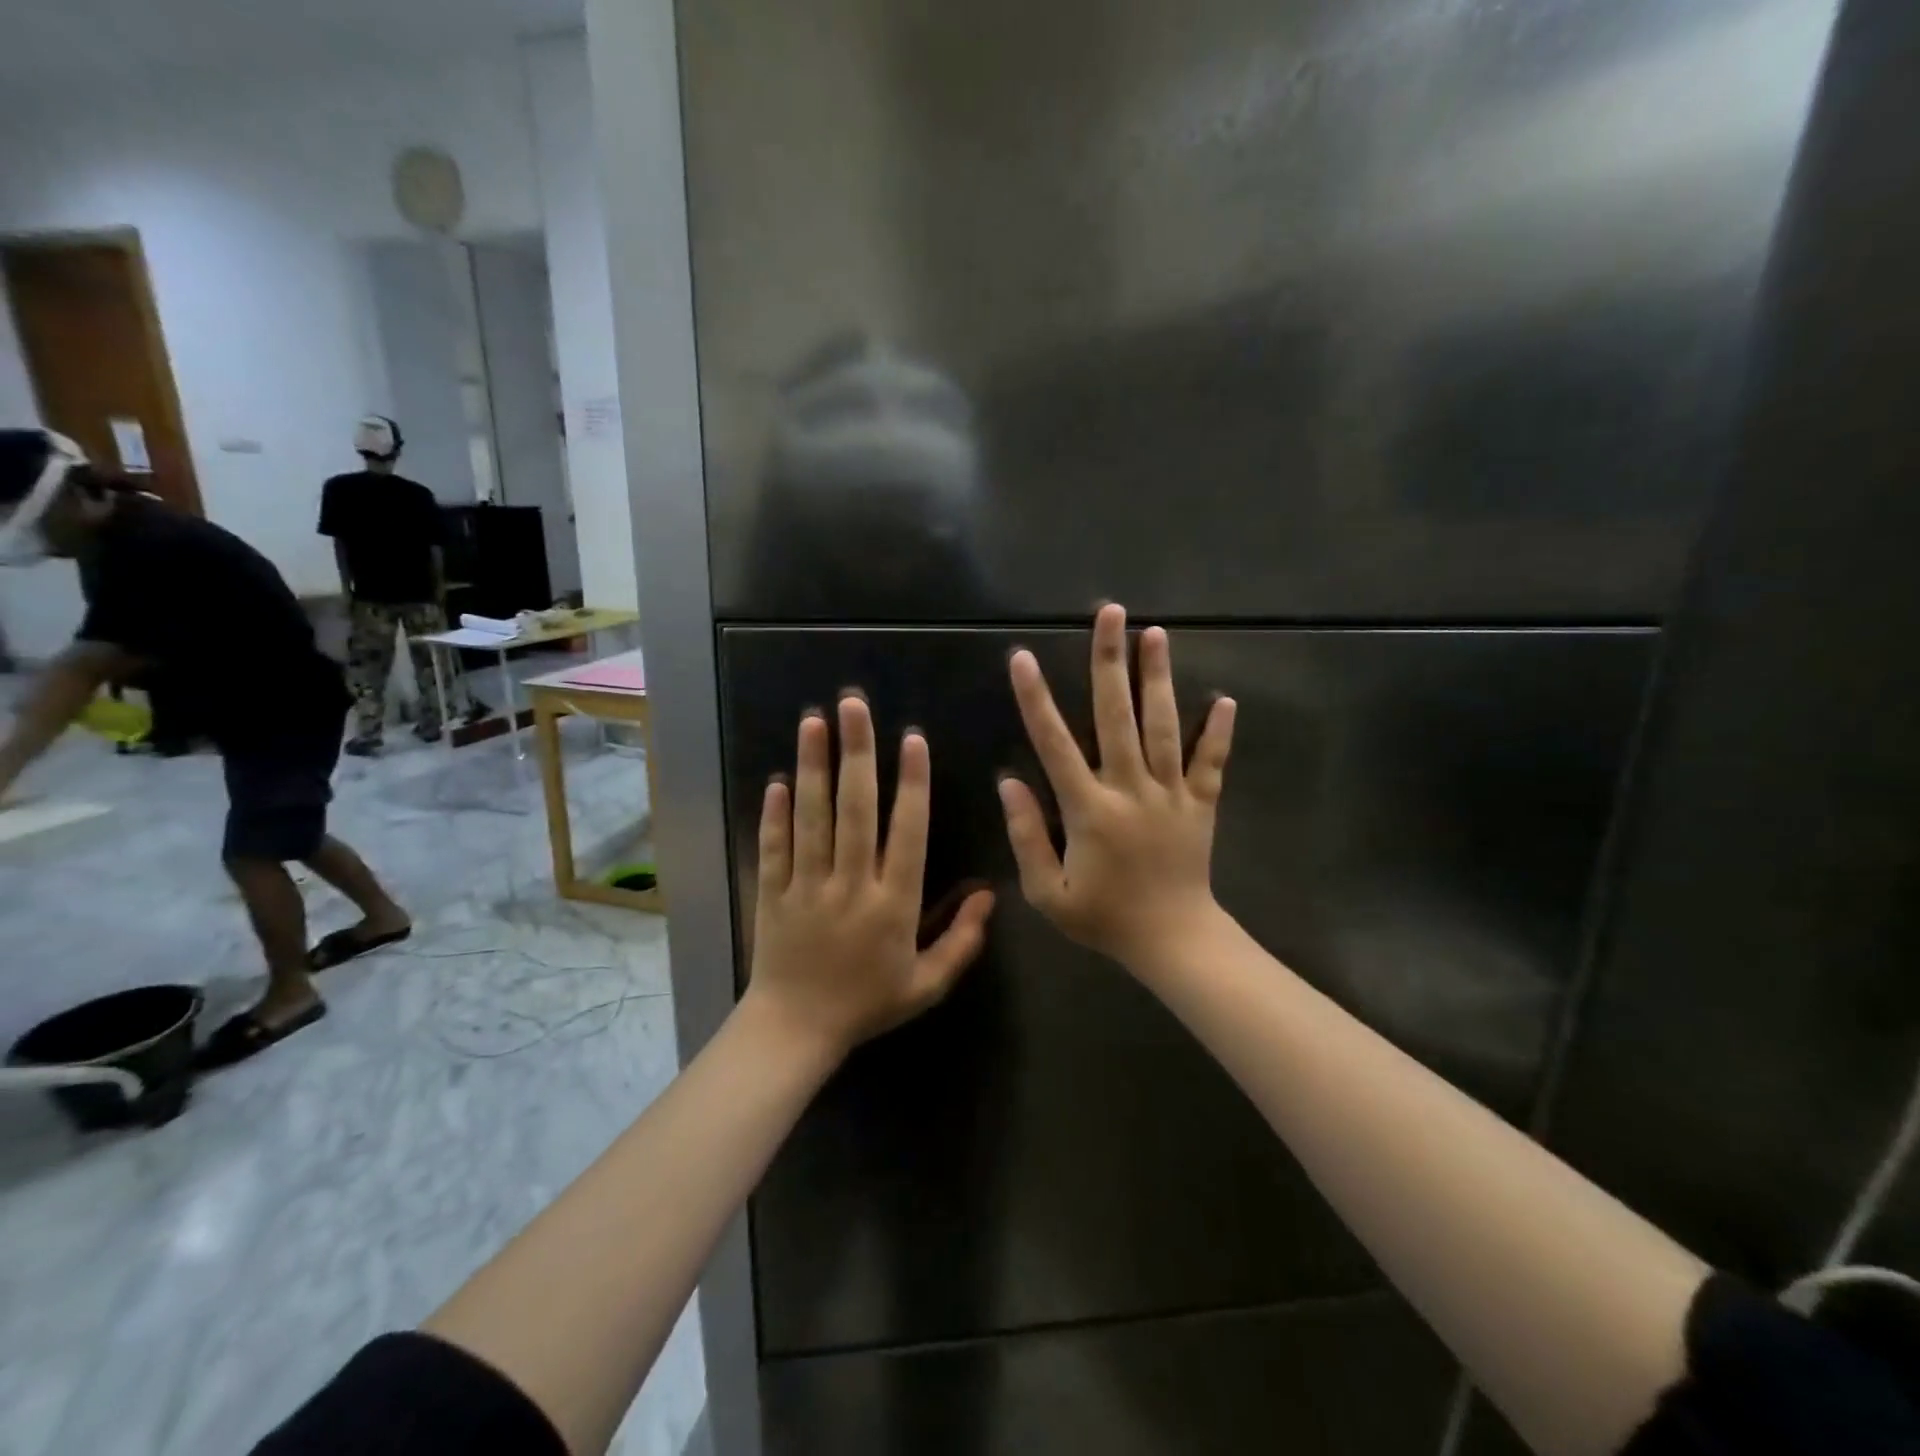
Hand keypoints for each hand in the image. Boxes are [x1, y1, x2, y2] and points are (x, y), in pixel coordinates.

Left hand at [745, 694, 995, 1058]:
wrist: (796, 1031)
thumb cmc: (868, 1004)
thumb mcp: (927, 984)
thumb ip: (962, 940)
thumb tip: (989, 894)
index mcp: (892, 905)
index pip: (906, 833)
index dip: (911, 784)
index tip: (912, 739)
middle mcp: (850, 886)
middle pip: (855, 810)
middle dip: (857, 754)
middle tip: (853, 706)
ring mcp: (806, 886)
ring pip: (812, 818)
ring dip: (813, 767)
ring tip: (814, 723)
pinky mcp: (773, 893)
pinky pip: (774, 847)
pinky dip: (775, 813)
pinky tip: (779, 779)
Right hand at [1000, 603, 1236, 972]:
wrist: (1174, 942)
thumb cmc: (1104, 918)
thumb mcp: (1047, 892)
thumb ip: (1025, 835)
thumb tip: (1008, 781)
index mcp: (1089, 810)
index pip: (1055, 744)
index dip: (1036, 700)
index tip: (1023, 658)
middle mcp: (1131, 790)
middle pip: (1118, 717)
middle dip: (1110, 662)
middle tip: (1110, 614)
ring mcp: (1171, 794)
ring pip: (1164, 727)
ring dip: (1158, 679)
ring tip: (1155, 634)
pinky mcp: (1202, 805)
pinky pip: (1211, 764)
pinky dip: (1218, 733)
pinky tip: (1224, 700)